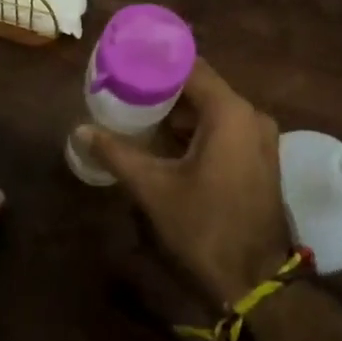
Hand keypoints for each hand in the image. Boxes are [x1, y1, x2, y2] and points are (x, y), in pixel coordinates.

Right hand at [78, 60, 290, 304]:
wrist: (256, 281)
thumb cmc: (204, 227)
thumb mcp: (154, 188)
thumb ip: (117, 153)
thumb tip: (80, 130)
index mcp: (229, 113)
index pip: (190, 67)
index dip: (157, 61)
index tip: (126, 59)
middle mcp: (251, 115)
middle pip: (202, 87)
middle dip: (163, 88)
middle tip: (125, 88)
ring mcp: (260, 138)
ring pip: (213, 109)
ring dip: (180, 111)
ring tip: (139, 112)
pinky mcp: (261, 158)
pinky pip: (225, 128)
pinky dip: (198, 128)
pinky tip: (167, 139)